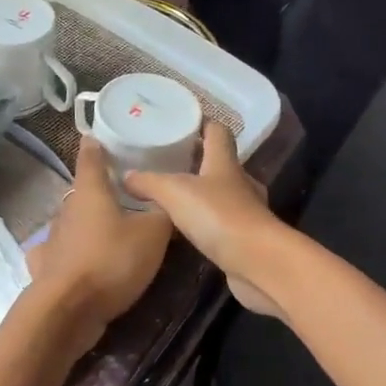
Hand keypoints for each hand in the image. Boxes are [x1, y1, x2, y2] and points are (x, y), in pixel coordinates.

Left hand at [27, 136, 173, 341]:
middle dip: (97, 191)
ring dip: (84, 224)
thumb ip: (163, 214)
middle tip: (119, 193)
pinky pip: (56, 254)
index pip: (90, 158)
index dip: (95, 146)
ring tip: (105, 230)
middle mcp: (67, 210)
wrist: (69, 308)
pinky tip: (72, 259)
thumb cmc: (112, 260)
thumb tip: (170, 201)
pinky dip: (65, 253)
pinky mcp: (45, 268)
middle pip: (81, 193)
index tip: (96, 137)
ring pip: (70, 223)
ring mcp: (52, 239)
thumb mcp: (153, 234)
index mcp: (90, 192)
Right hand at [125, 124, 286, 318]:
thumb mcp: (174, 192)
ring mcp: (246, 210)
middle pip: (219, 162)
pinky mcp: (246, 237)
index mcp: (224, 162)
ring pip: (220, 193)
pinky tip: (185, 230)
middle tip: (166, 161)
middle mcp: (239, 181)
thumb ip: (148, 182)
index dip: (201, 123)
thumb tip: (126, 176)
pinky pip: (221, 222)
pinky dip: (205, 221)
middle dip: (196, 160)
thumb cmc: (218, 216)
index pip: (217, 131)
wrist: (258, 263)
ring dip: (200, 193)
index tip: (181, 121)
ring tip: (170, 196)